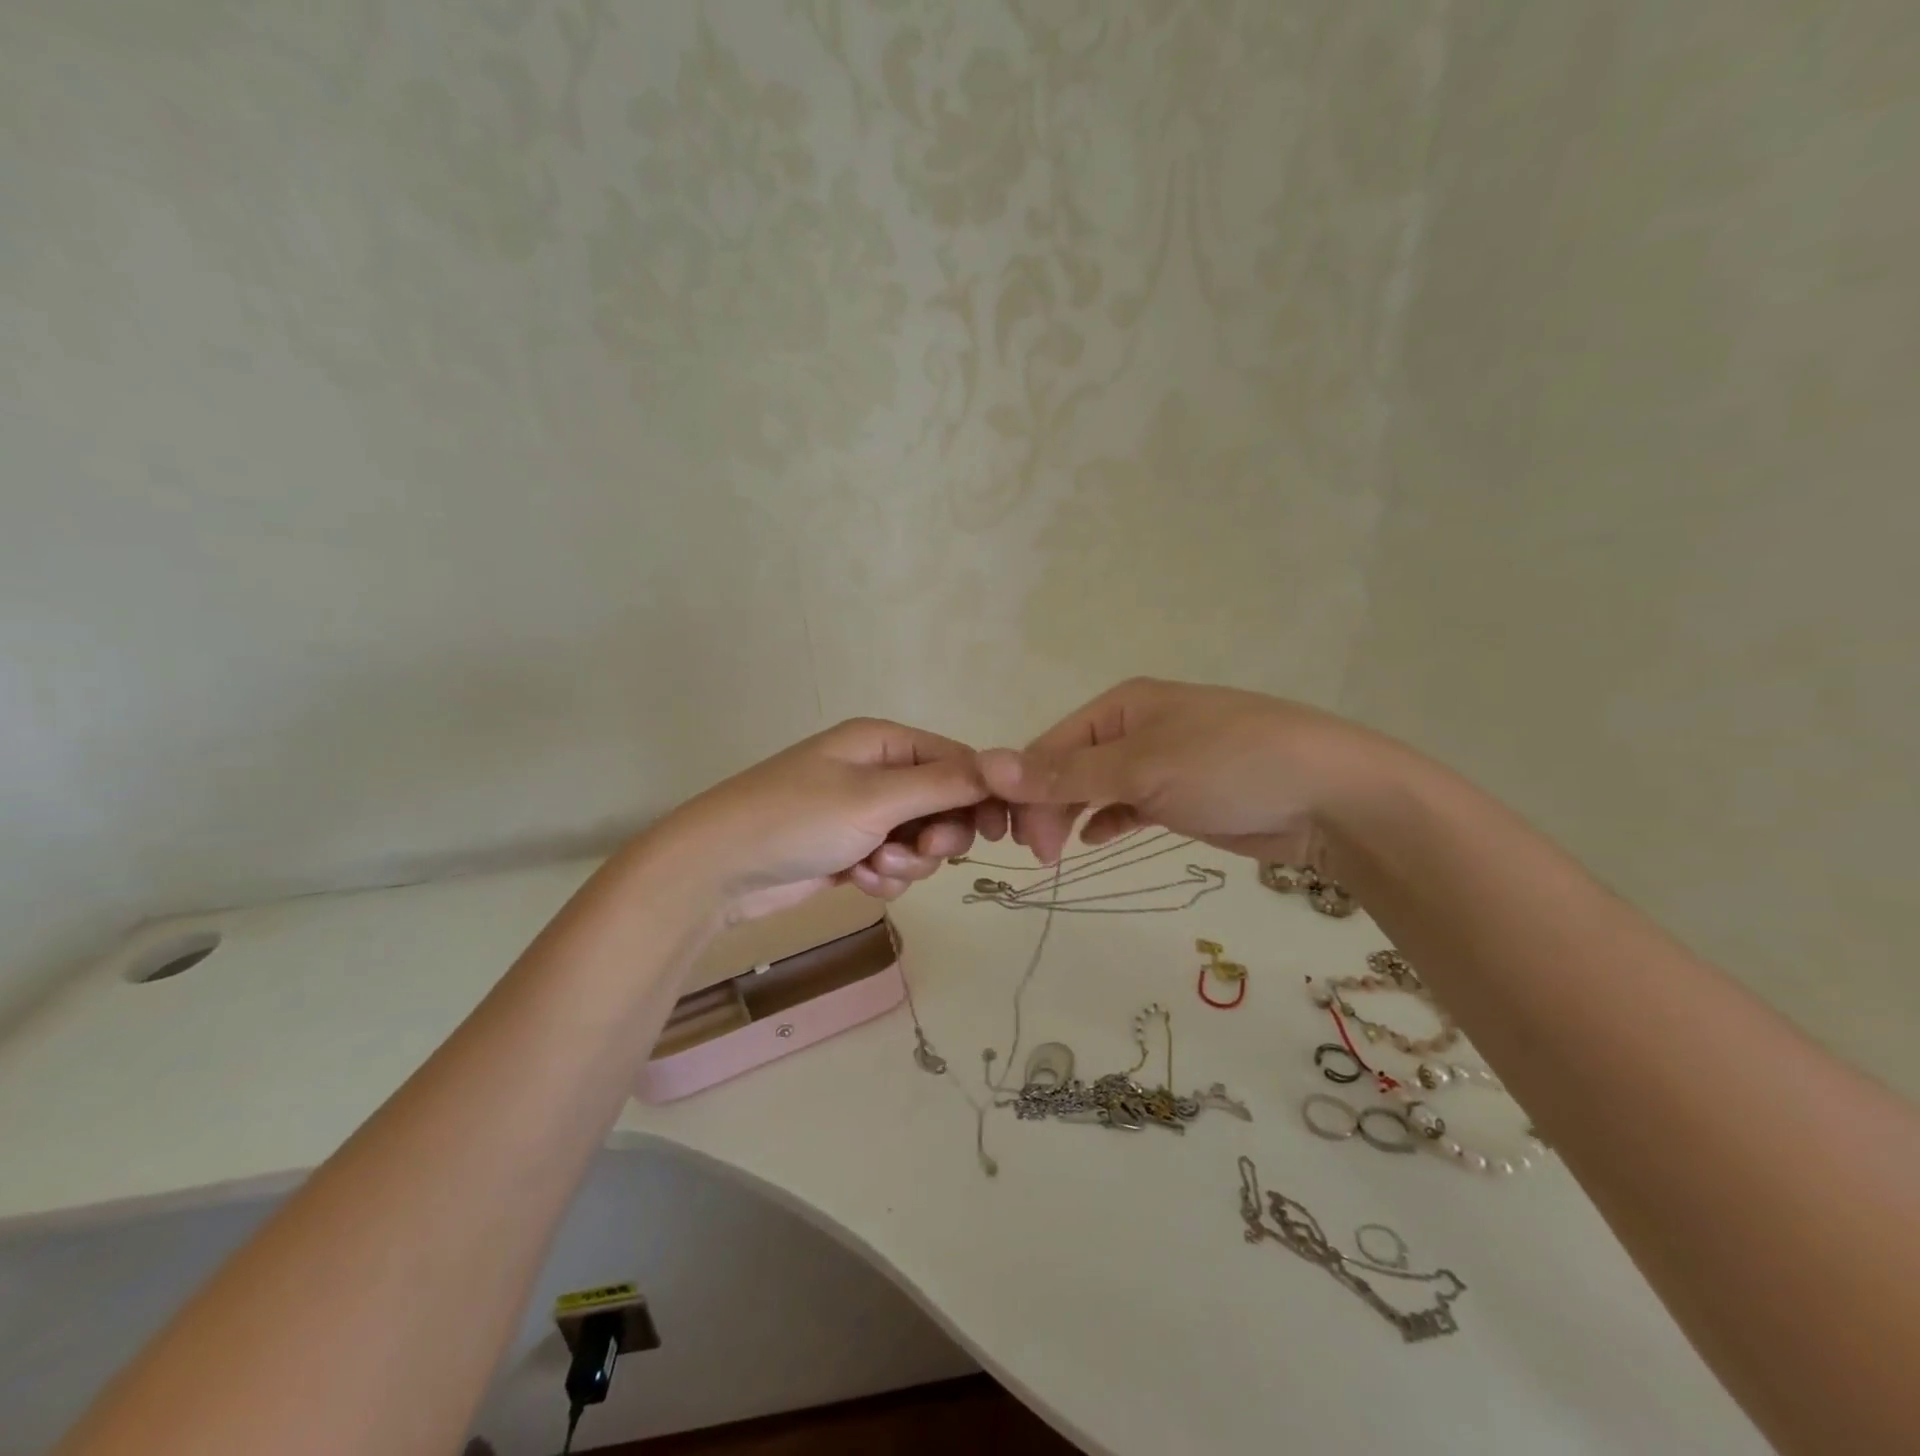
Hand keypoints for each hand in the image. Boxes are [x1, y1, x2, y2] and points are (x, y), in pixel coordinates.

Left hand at [655, 718, 998, 921]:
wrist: (718, 869)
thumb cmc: (798, 819)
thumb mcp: (875, 797)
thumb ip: (943, 784)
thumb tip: (1001, 768)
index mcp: (885, 743)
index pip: (959, 762)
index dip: (984, 795)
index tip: (1000, 833)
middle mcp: (879, 773)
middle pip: (946, 804)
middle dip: (939, 835)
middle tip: (923, 850)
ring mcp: (864, 813)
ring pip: (922, 841)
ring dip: (907, 860)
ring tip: (871, 865)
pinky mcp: (852, 849)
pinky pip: (895, 863)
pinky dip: (883, 876)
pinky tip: (855, 879)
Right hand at [977, 678, 1381, 867]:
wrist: (1330, 796)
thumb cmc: (1229, 765)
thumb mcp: (1141, 767)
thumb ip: (1066, 773)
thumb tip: (987, 765)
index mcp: (1122, 704)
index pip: (1052, 744)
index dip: (1026, 786)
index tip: (1015, 836)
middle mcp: (1137, 727)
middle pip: (1071, 766)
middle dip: (1048, 805)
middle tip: (1040, 855)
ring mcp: (1162, 761)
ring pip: (1097, 787)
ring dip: (1072, 815)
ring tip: (1057, 855)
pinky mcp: (1182, 795)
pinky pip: (1129, 805)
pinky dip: (1108, 821)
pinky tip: (1095, 841)